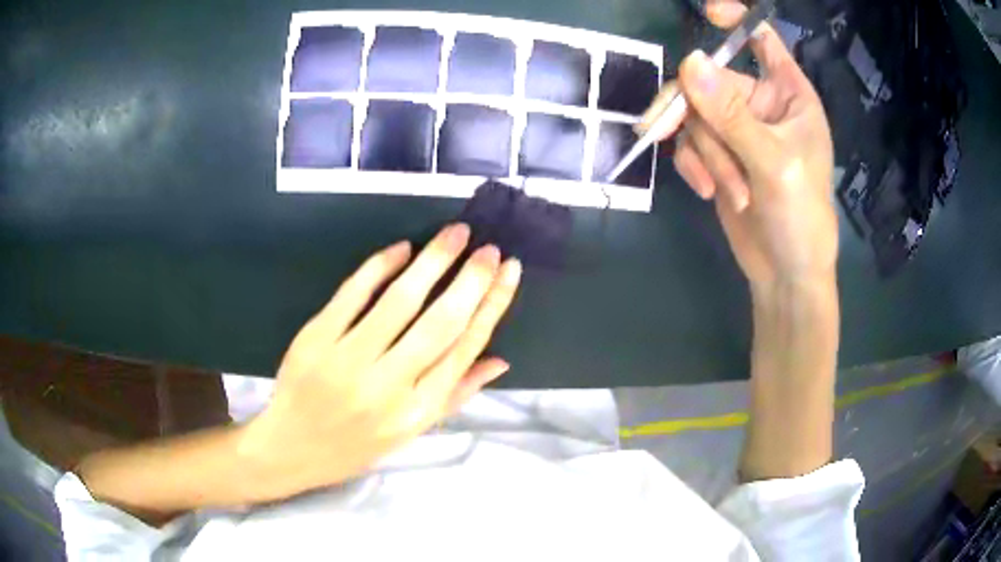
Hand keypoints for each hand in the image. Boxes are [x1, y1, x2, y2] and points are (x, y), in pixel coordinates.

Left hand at [240, 224, 520, 497]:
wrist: (292, 448)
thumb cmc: (356, 445)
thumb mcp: (411, 431)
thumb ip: (456, 394)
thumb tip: (500, 360)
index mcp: (416, 412)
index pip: (464, 350)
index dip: (492, 306)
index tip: (508, 271)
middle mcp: (387, 387)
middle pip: (440, 323)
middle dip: (470, 279)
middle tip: (489, 247)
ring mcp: (348, 360)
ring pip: (399, 302)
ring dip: (432, 262)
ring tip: (456, 234)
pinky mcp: (316, 339)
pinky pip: (353, 294)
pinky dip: (379, 266)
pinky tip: (402, 248)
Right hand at [645, 0, 837, 287]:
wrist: (785, 273)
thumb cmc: (801, 215)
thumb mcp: (772, 162)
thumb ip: (731, 113)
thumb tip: (688, 62)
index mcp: (788, 94)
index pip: (762, 39)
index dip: (738, 20)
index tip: (710, 14)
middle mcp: (760, 103)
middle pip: (710, 78)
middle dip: (700, 114)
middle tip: (668, 127)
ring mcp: (736, 129)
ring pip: (695, 114)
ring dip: (705, 153)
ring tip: (727, 187)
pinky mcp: (716, 154)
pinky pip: (688, 141)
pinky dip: (693, 165)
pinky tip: (707, 190)